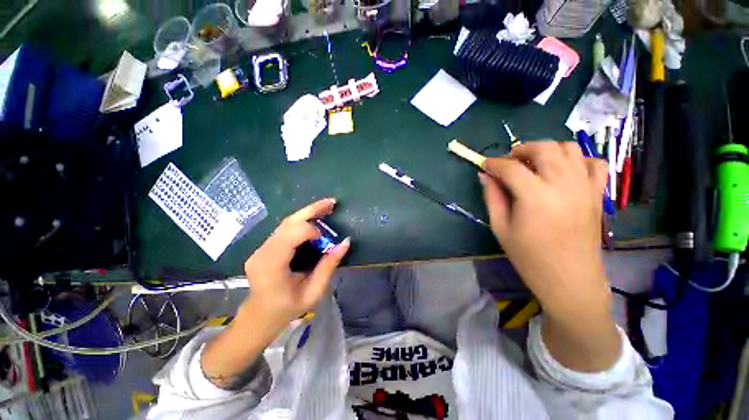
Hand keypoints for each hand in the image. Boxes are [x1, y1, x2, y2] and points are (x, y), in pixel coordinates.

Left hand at [243, 198, 350, 326]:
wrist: (260, 315)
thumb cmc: (287, 308)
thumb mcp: (314, 292)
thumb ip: (329, 266)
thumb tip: (346, 242)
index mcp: (272, 265)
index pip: (292, 234)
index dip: (312, 231)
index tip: (326, 240)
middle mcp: (262, 252)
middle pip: (288, 222)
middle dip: (311, 210)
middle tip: (332, 202)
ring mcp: (260, 248)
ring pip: (286, 222)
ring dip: (308, 213)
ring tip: (327, 207)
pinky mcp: (264, 246)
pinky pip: (285, 229)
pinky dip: (302, 221)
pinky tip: (314, 219)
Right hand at [479, 141, 619, 370]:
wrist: (570, 279)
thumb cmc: (529, 257)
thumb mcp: (501, 228)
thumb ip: (492, 197)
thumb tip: (484, 176)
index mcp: (535, 197)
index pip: (511, 167)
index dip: (494, 163)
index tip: (484, 165)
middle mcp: (563, 185)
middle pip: (544, 148)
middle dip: (521, 149)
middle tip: (509, 162)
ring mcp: (585, 187)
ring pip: (569, 148)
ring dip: (547, 150)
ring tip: (534, 164)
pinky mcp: (597, 194)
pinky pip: (594, 162)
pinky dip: (577, 160)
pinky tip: (563, 171)